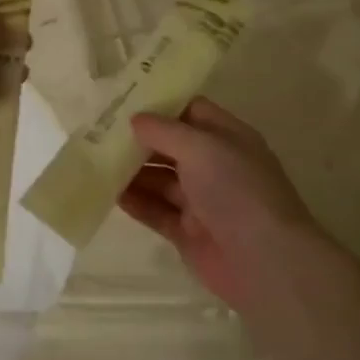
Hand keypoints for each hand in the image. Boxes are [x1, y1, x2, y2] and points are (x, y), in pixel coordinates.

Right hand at [118, 98, 325, 311]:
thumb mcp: (201, 147)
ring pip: (160, 179)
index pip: (191, 111)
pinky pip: (156, 211)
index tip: (123, 98)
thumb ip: (165, 131)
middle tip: (99, 131)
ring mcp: (201, 201)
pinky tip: (110, 194)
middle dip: (139, 139)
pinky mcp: (187, 232)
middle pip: (171, 146)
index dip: (161, 104)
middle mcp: (215, 166)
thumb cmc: (236, 190)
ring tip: (96, 161)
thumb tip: (135, 120)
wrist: (264, 261)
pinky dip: (135, 202)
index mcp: (227, 138)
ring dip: (132, 171)